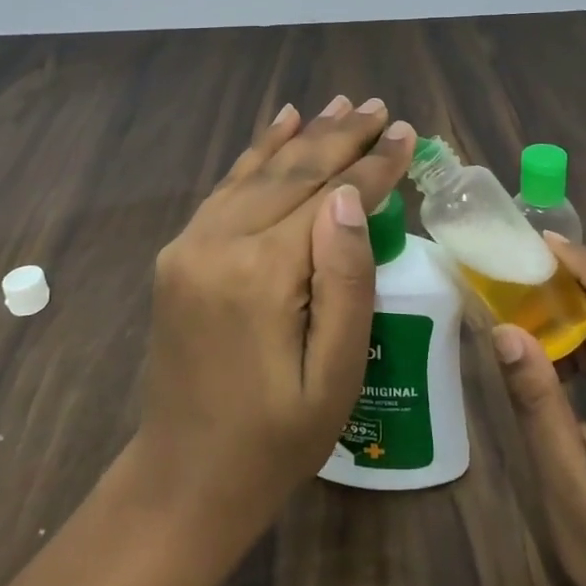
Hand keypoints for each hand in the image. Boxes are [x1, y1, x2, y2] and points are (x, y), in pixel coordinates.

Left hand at [136, 96, 416, 542]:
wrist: (183, 479)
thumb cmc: (275, 440)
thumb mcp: (334, 376)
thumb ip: (346, 280)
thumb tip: (352, 197)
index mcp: (262, 274)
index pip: (330, 197)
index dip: (374, 165)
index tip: (407, 132)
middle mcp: (219, 243)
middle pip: (293, 172)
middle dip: (342, 138)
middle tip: (380, 108)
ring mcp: (190, 244)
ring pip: (258, 171)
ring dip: (303, 136)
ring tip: (340, 105)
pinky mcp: (179, 254)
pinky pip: (226, 189)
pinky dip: (257, 154)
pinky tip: (281, 127)